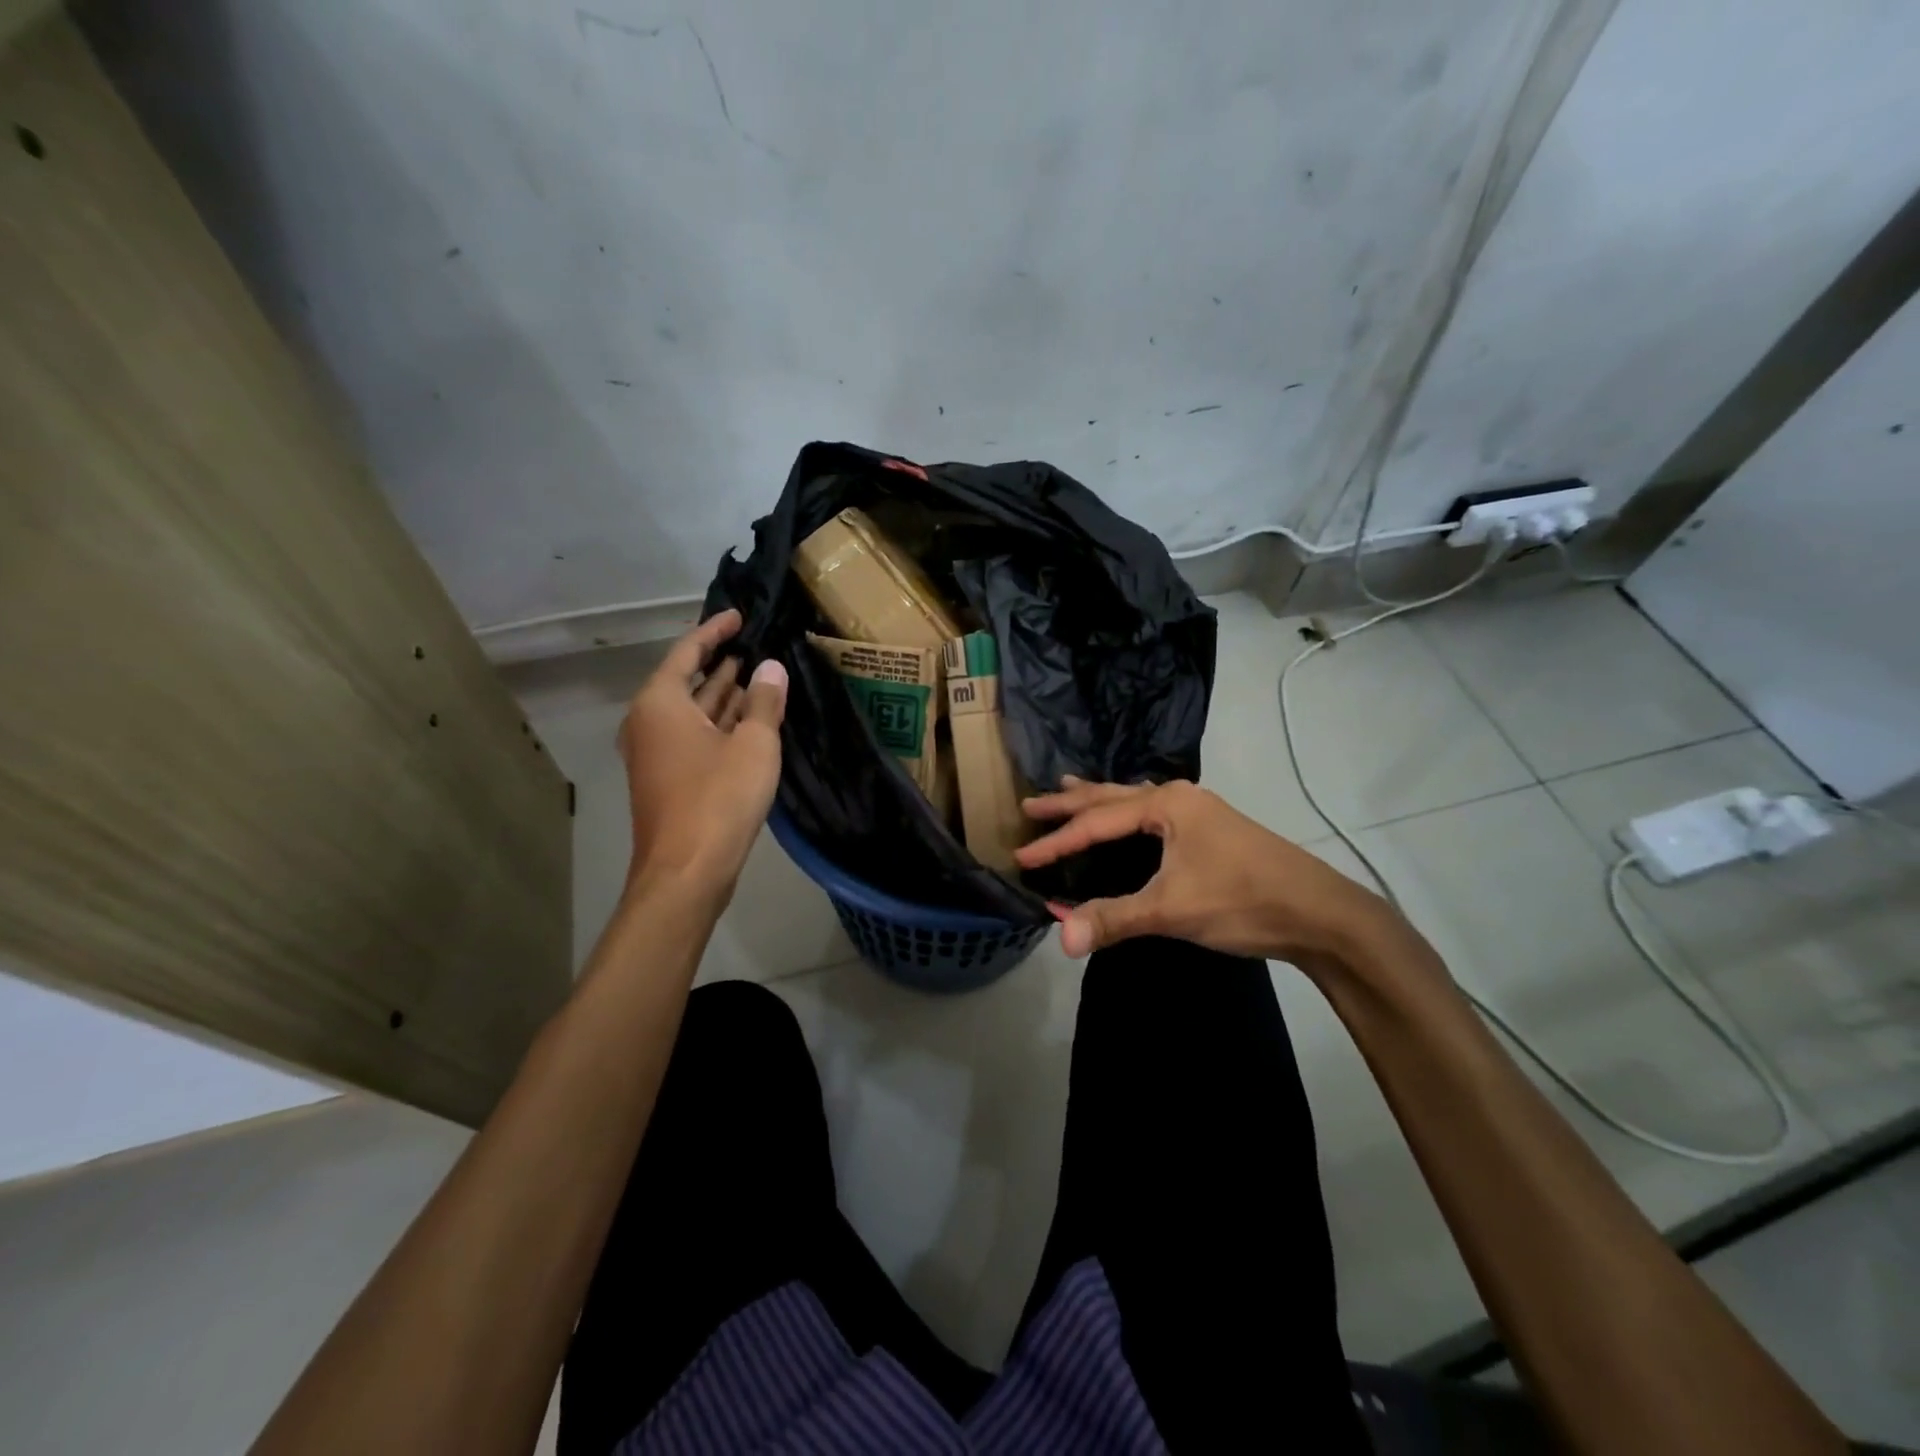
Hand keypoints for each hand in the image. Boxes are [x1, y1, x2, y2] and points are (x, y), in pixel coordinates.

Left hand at [617, 609, 786, 896]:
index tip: (740, 615)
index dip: (715, 631)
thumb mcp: (753, 745)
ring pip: (693, 711)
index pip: (688, 651)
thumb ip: (763, 702)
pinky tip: (749, 719)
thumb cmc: (718, 799)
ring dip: (723, 694)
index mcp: (661, 703)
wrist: (686, 871)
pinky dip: (720, 722)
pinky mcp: (669, 778)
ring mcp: (656, 753)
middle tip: (756, 643)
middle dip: (721, 662)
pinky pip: (695, 735)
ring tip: (757, 673)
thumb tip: (771, 668)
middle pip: (687, 680)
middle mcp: (650, 722)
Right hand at [1015, 778, 1398, 964]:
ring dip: (1098, 801)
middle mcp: (1179, 798)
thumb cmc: (1242, 900)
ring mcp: (1198, 812)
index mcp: (1167, 804)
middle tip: (1031, 803)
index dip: (1057, 841)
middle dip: (1070, 803)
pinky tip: (1124, 821)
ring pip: (1133, 801)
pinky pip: (1151, 814)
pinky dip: (1124, 814)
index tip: (1023, 855)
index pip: (1097, 822)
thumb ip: (1114, 918)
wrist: (1320, 913)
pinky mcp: (1209, 831)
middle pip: (1111, 796)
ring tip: (1067, 791)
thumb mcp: (1172, 910)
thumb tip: (1060, 936)